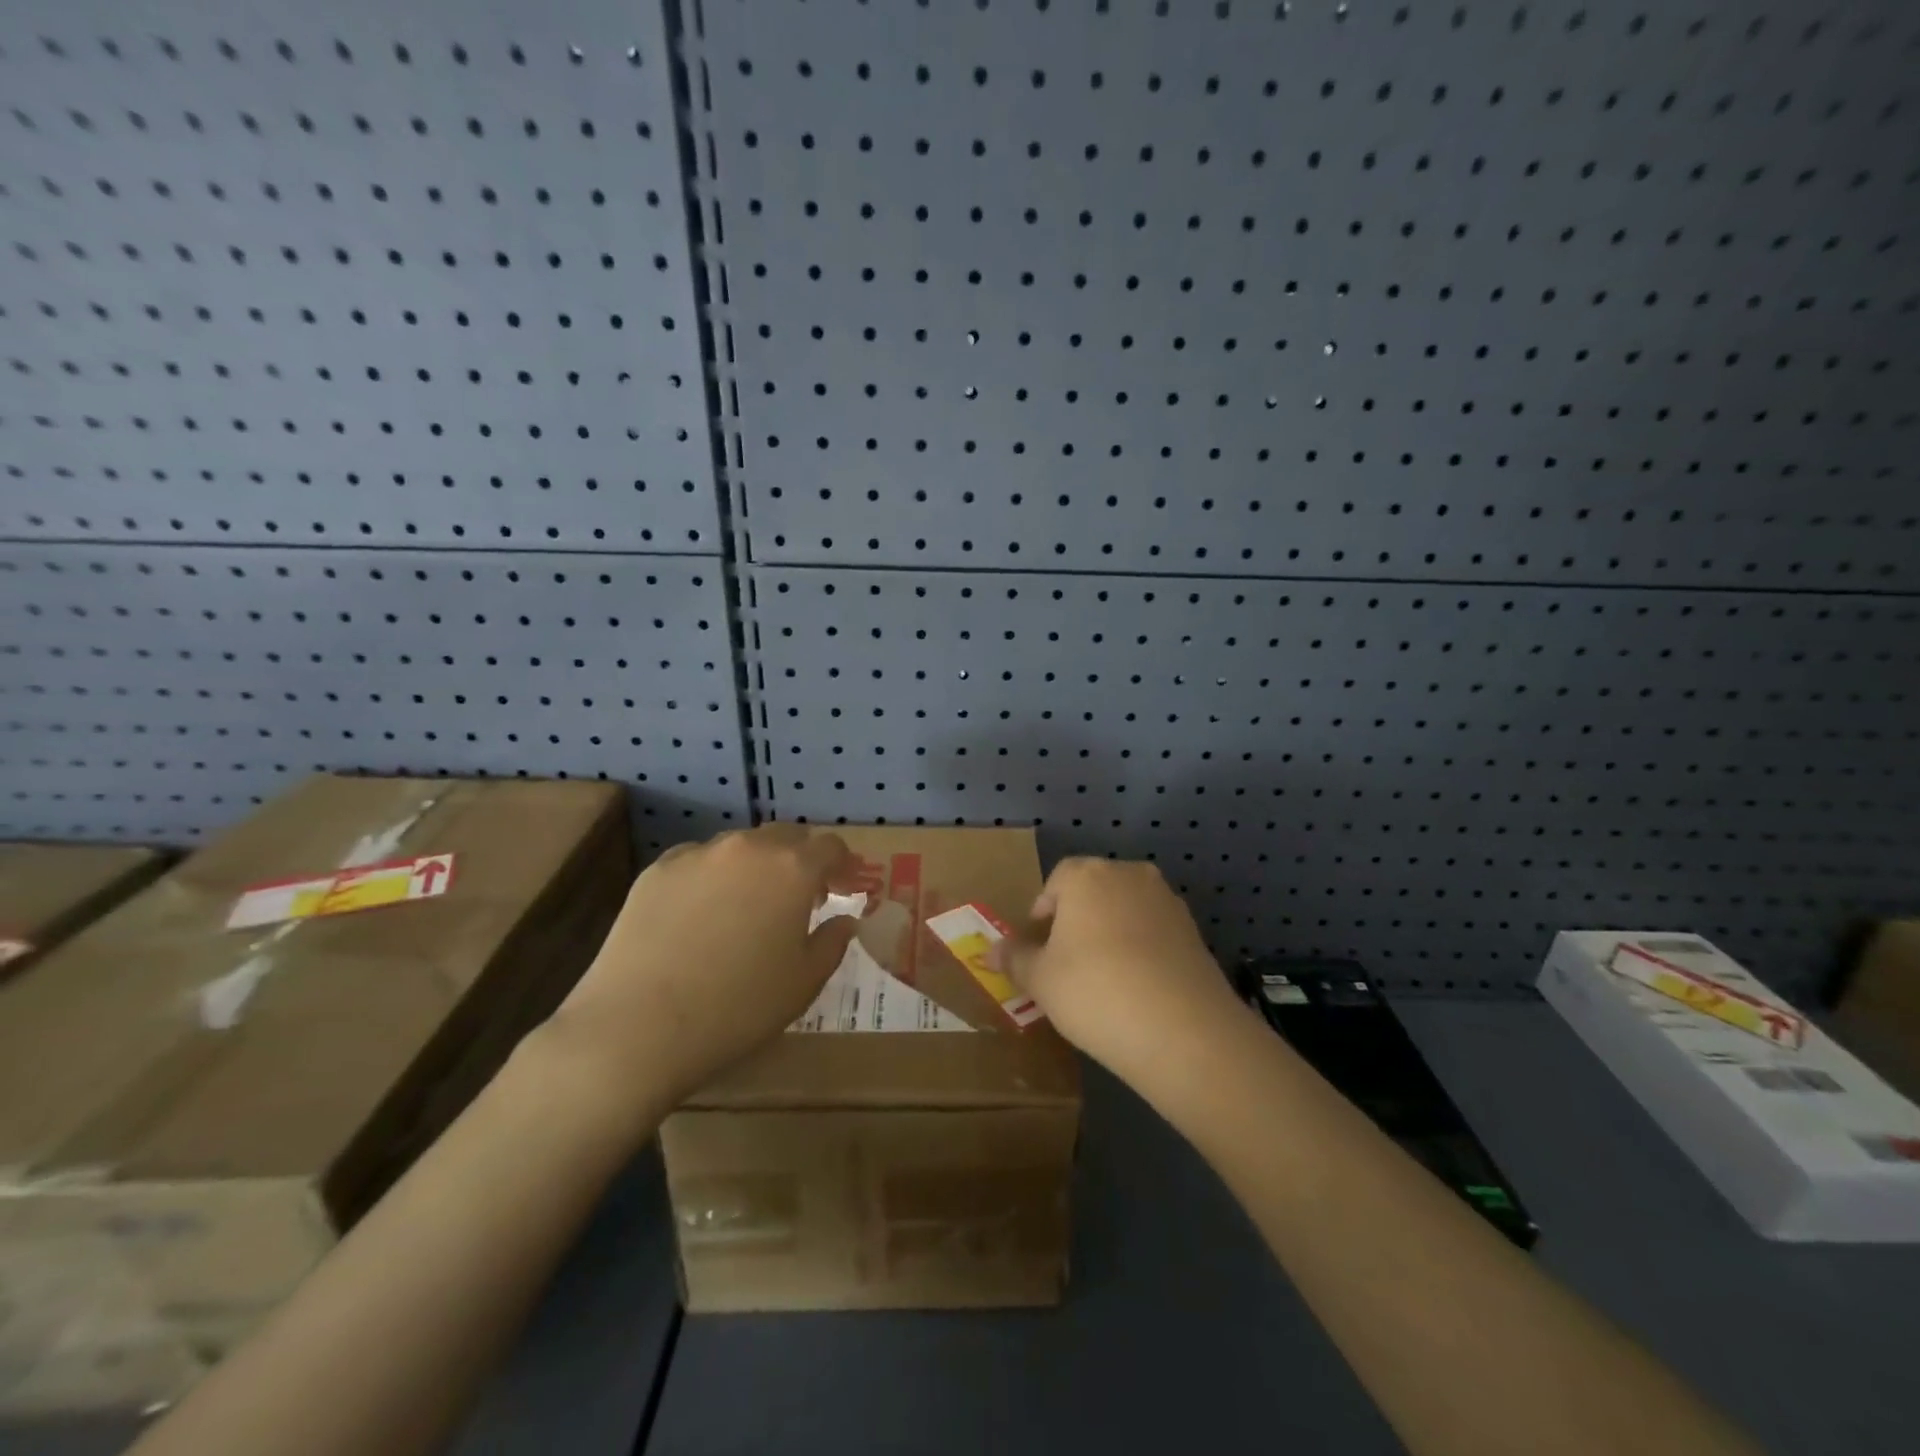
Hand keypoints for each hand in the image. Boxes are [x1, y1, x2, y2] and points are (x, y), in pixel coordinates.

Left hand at [541, 824, 857, 1120]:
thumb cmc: (738, 1007)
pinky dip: (713, 878)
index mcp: (792, 869)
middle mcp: (747, 848)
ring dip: (757, 866)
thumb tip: (843, 921)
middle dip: (801, 860)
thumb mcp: (804, 983)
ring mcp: (698, 855)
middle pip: (786, 838)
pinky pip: (699, 862)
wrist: (637, 1027)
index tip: (846, 888)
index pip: (830, 847)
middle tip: (803, 898)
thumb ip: (833, 942)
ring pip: (741, 847)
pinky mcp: (657, 871)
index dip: (844, 865)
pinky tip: (703, 915)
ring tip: (750, 905)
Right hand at [995, 857, 1243, 1090]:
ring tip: (1102, 980)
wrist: (1183, 1031)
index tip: (1038, 949)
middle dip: (1076, 921)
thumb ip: (1015, 959)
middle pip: (1093, 891)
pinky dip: (1140, 950)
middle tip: (1065, 965)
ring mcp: (1167, 901)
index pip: (1056, 881)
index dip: (1042, 914)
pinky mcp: (1194, 931)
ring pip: (1125, 911)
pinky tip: (1136, 989)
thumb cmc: (1094, 992)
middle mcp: (1129, 875)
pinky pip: (1153, 932)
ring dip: (1110, 934)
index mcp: (1087, 875)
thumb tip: (990, 950)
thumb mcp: (1041, 980)